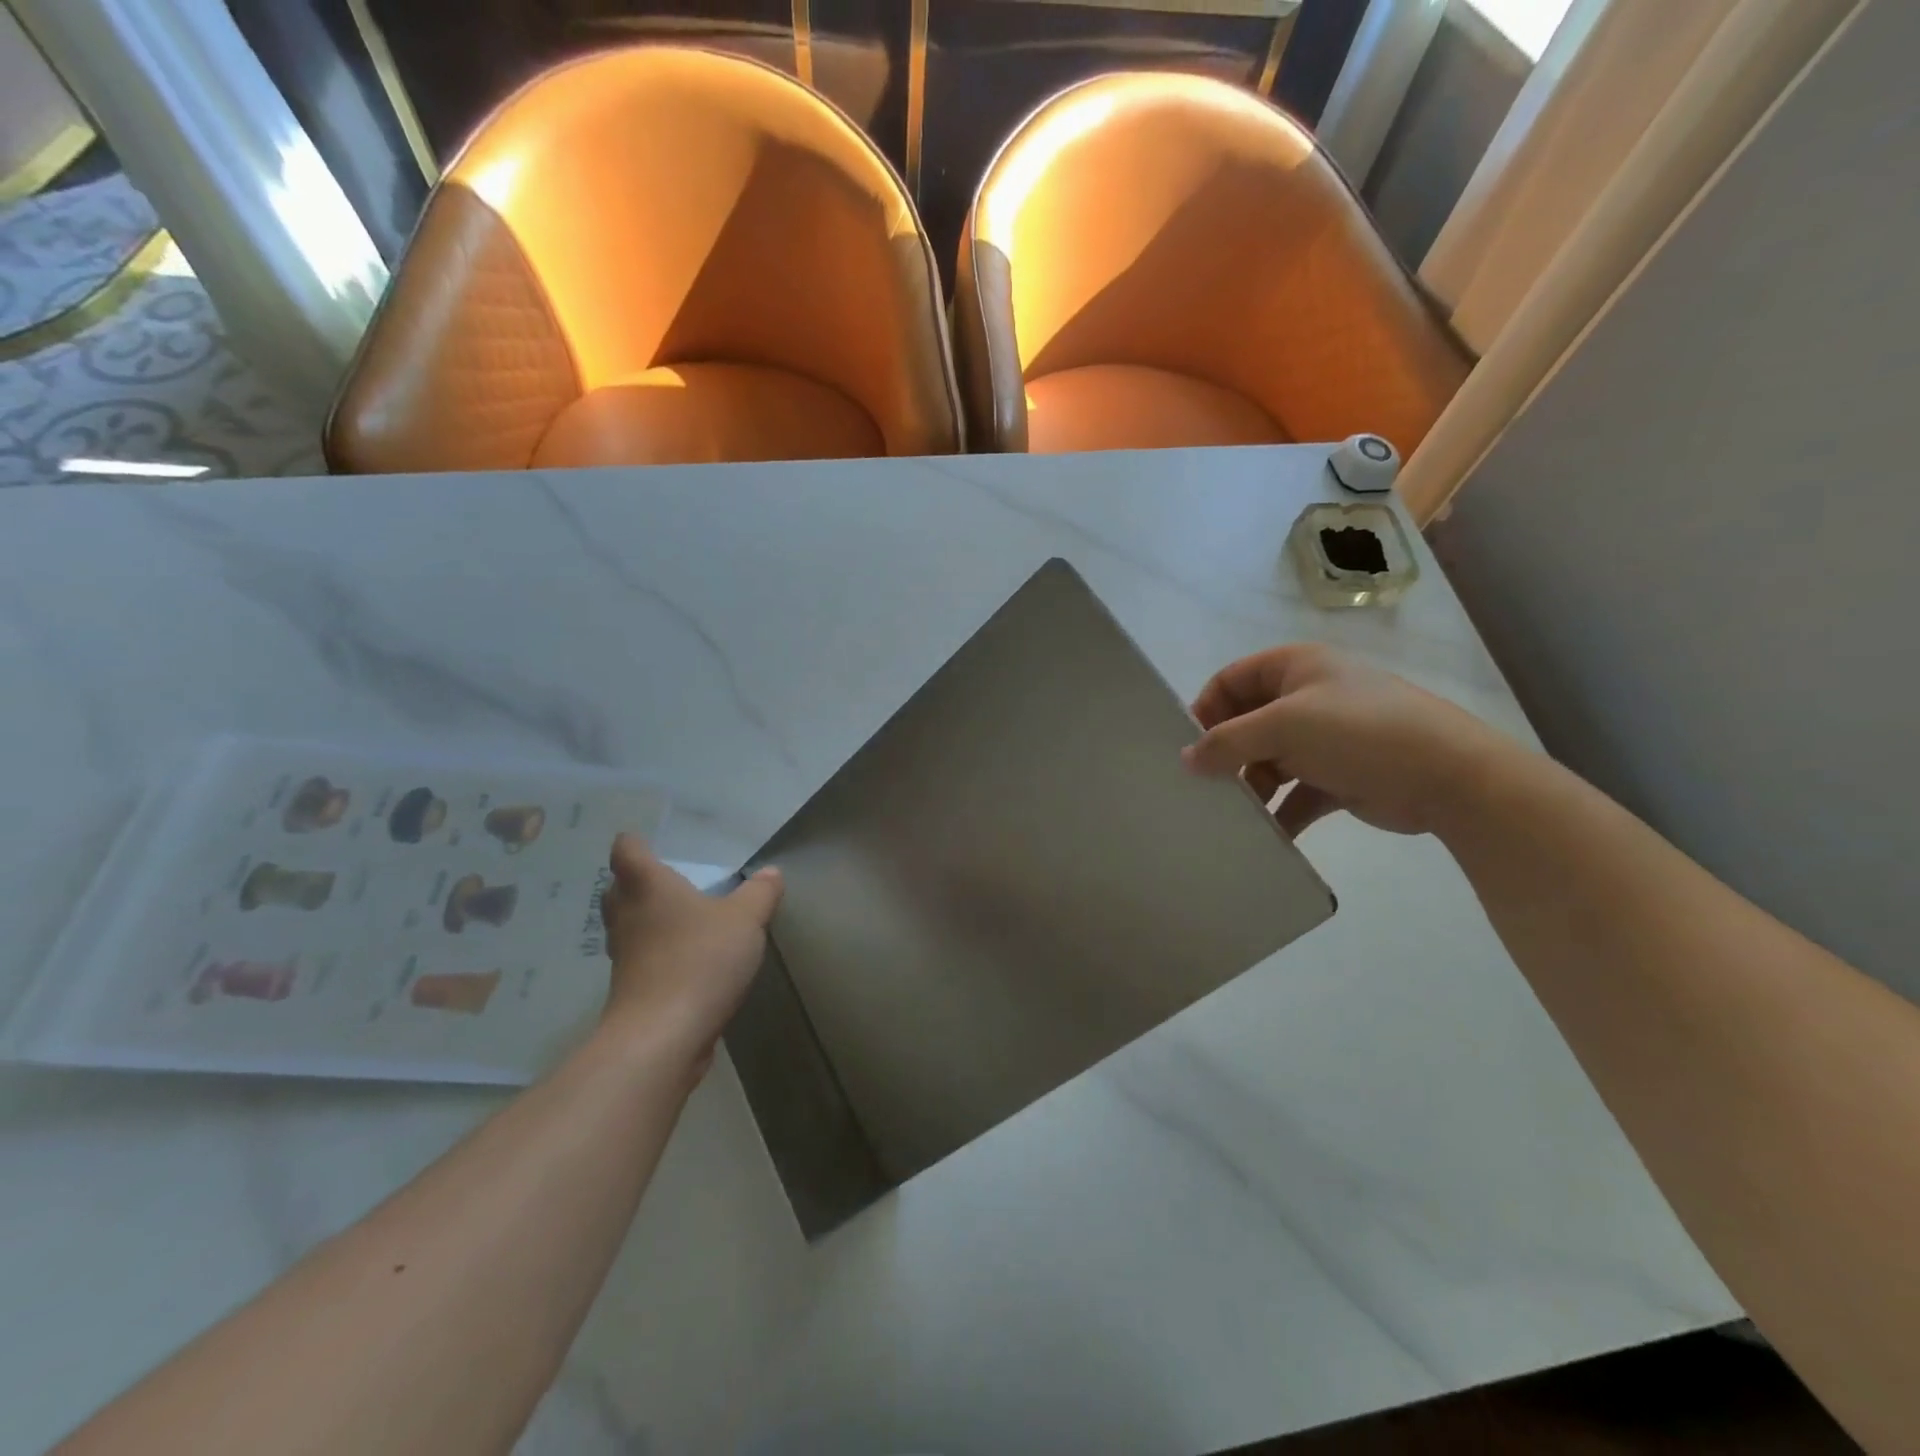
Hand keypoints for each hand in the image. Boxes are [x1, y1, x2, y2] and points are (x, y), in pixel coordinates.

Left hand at [598, 834, 782, 1070]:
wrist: (663, 1035)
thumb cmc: (700, 959)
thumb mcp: (745, 919)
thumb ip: (759, 893)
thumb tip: (771, 873)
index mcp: (647, 886)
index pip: (626, 851)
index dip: (634, 842)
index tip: (646, 840)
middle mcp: (627, 916)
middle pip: (618, 889)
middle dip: (637, 882)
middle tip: (666, 879)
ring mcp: (624, 956)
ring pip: (627, 926)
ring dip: (646, 920)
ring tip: (678, 918)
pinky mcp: (630, 990)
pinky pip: (640, 960)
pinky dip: (656, 954)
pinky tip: (685, 959)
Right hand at [1183, 644, 1515, 837]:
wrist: (1448, 776)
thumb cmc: (1357, 733)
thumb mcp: (1283, 727)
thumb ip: (1227, 742)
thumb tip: (1186, 760)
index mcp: (1295, 668)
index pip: (1232, 680)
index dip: (1206, 708)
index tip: (1189, 747)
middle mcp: (1308, 697)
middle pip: (1248, 722)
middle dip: (1226, 753)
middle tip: (1205, 784)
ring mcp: (1326, 738)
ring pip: (1270, 760)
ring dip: (1250, 786)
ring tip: (1233, 813)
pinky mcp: (1340, 776)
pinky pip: (1296, 792)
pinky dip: (1280, 811)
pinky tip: (1267, 833)